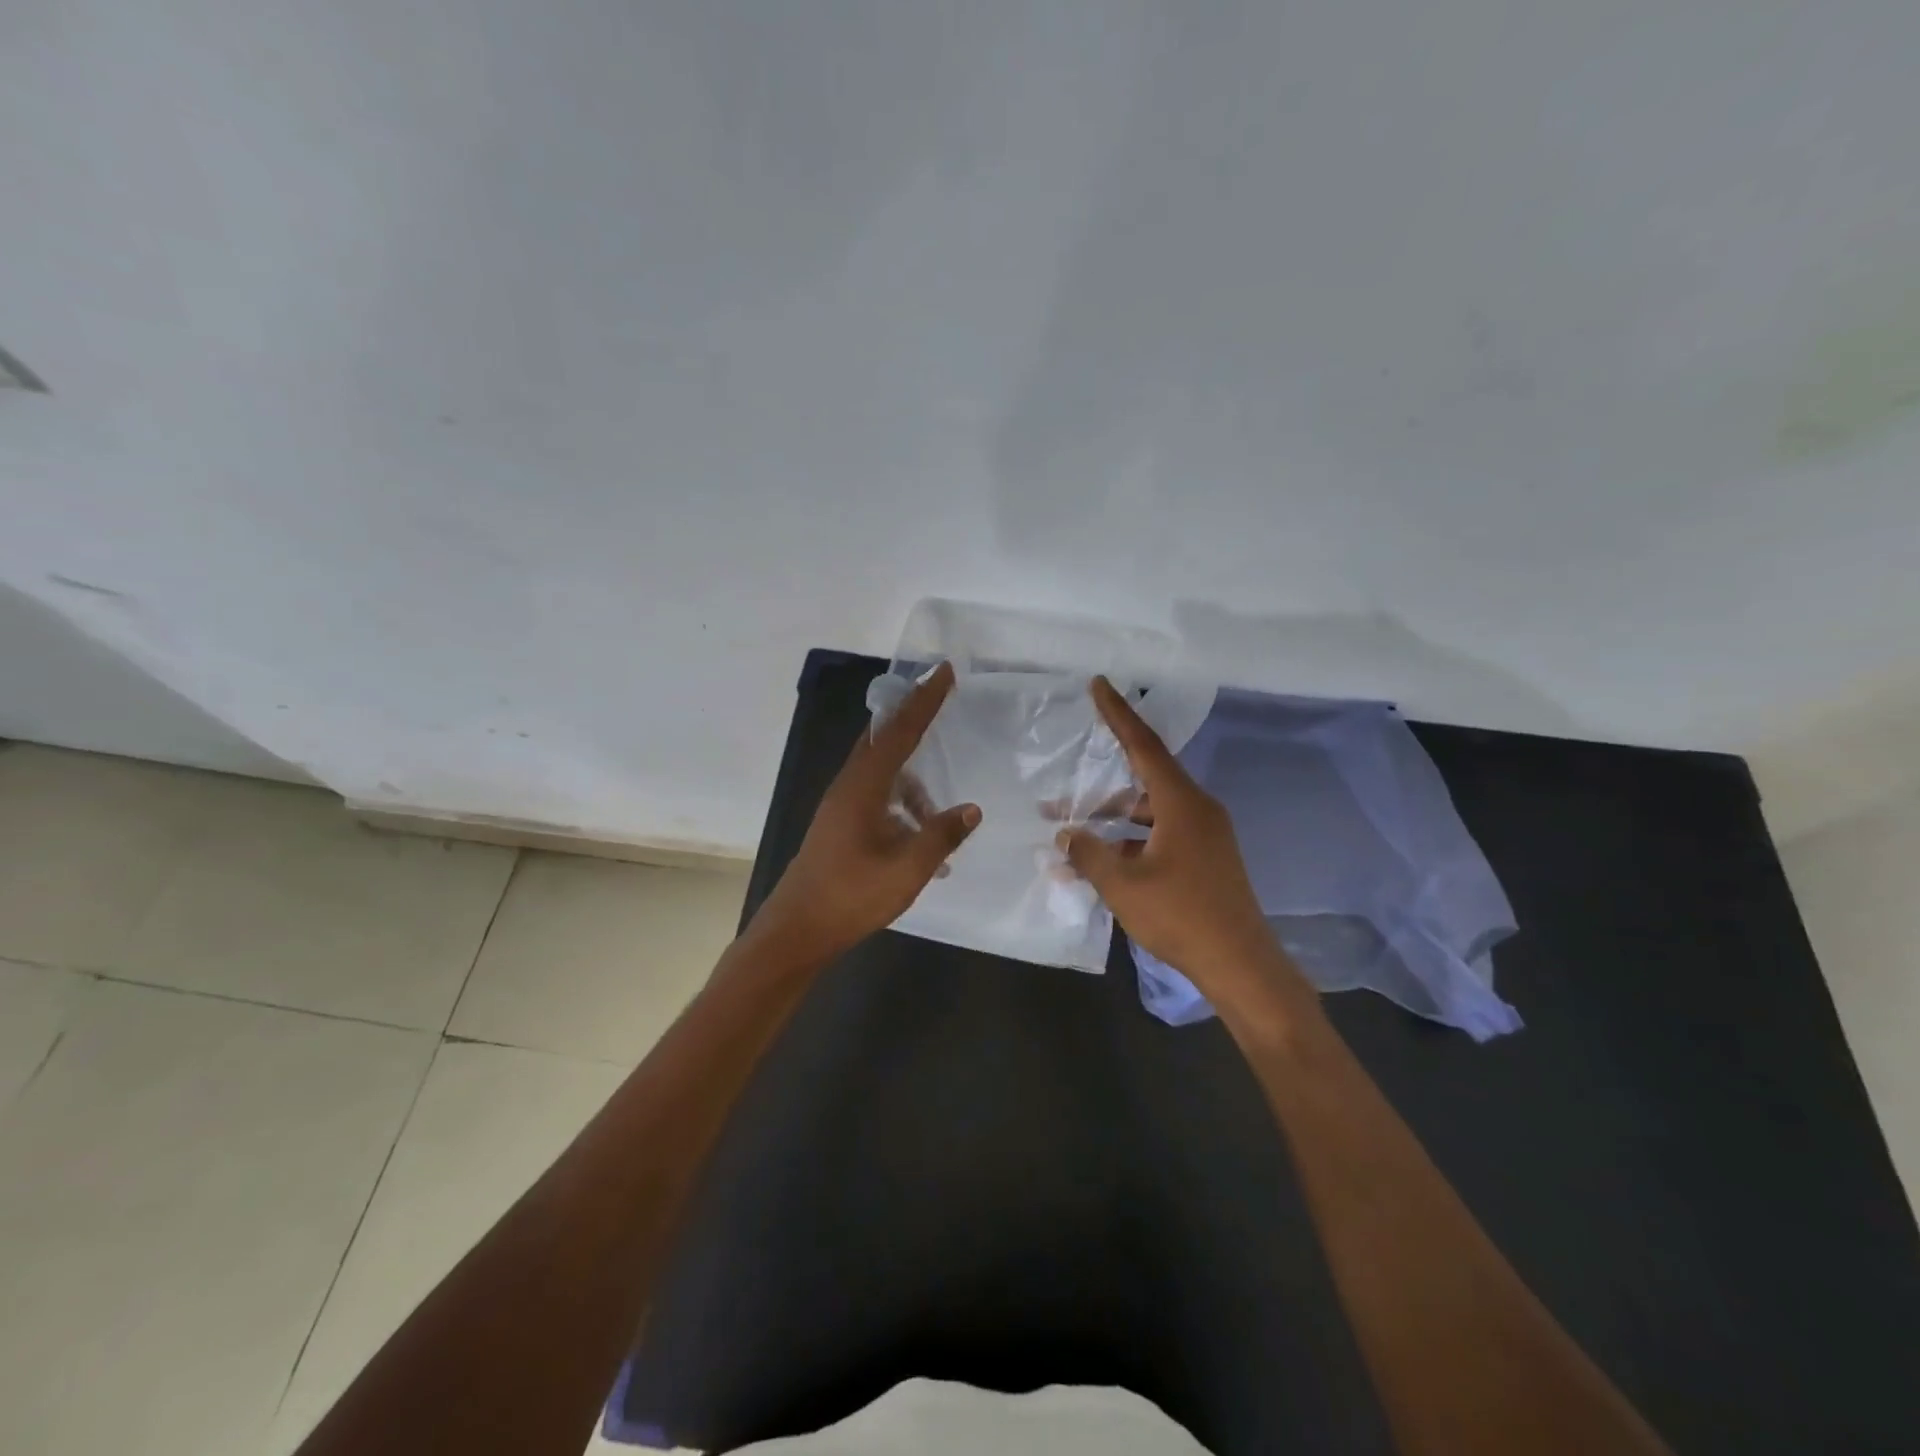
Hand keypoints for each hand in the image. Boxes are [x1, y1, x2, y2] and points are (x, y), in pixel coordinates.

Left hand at [752, 662, 980, 961]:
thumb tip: (971, 809)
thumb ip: (940, 836)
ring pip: (881, 773)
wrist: (796, 930)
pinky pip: (877, 797)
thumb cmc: (850, 897)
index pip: (898, 731)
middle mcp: (849, 786)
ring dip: (911, 780)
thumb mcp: (906, 870)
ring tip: (938, 812)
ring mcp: (841, 806)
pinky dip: (901, 804)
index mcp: (862, 787)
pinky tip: (920, 839)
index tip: (943, 672)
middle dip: (914, 720)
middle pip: (883, 739)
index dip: (924, 700)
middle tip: (942, 703)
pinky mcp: (839, 824)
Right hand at [1056, 677, 1287, 993]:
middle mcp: (1197, 810)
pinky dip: (1129, 843)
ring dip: (1111, 820)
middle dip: (1100, 787)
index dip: (1118, 713)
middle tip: (1062, 788)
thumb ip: (1088, 852)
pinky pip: (1159, 837)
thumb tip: (1067, 832)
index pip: (1144, 745)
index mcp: (1182, 803)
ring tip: (1069, 832)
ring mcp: (1204, 836)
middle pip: (1143, 781)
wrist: (1240, 964)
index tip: (1099, 685)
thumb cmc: (1180, 916)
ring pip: (1148, 813)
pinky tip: (1099, 864)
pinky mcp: (1205, 859)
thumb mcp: (1123, 885)